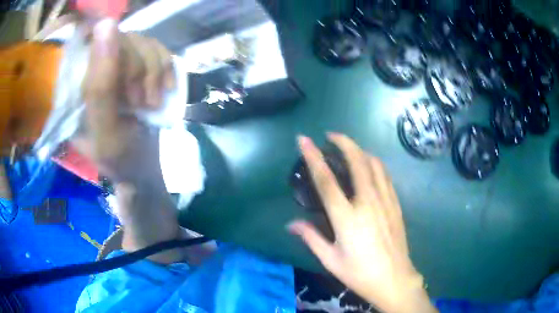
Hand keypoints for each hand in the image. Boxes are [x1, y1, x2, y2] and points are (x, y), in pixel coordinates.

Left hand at [75, 18, 174, 183]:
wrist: (144, 168)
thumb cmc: (121, 158)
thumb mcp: (106, 129)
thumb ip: (101, 85)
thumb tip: (106, 23)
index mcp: (77, 84)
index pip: (94, 41)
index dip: (116, 55)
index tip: (128, 90)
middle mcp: (95, 69)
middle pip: (123, 39)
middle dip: (139, 70)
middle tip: (143, 104)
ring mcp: (119, 65)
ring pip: (142, 41)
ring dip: (154, 71)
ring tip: (152, 102)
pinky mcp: (139, 67)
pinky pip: (157, 49)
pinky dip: (166, 67)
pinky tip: (166, 88)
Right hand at [289, 133, 436, 312]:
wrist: (393, 279)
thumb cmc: (359, 273)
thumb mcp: (330, 259)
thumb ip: (311, 237)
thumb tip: (291, 224)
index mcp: (347, 217)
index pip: (326, 180)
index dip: (313, 157)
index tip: (304, 140)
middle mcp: (367, 202)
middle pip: (357, 161)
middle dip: (344, 142)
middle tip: (331, 135)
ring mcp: (385, 201)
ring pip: (375, 164)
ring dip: (360, 151)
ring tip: (349, 149)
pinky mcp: (395, 204)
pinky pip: (385, 176)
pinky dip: (375, 164)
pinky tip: (369, 167)